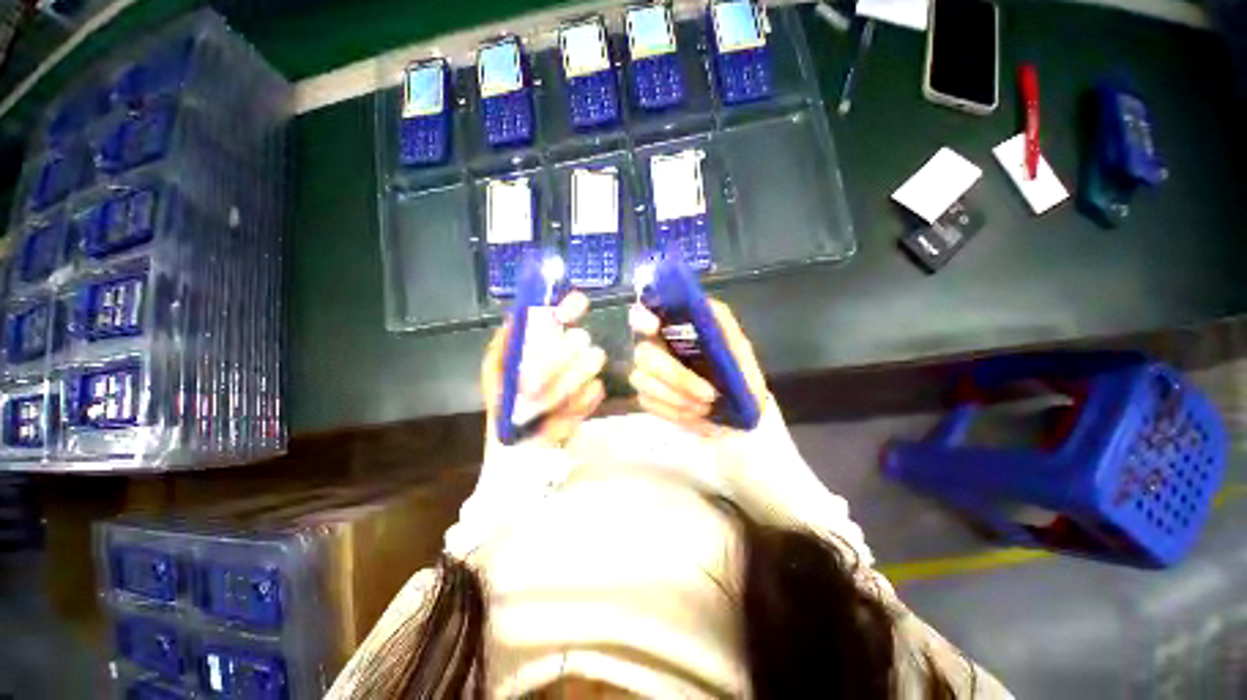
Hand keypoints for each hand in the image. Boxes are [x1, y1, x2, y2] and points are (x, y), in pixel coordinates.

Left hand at [482, 292, 606, 445]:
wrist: (519, 444)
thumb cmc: (504, 402)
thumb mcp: (495, 368)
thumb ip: (506, 342)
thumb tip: (518, 317)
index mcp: (548, 337)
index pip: (571, 308)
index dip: (573, 305)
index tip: (568, 313)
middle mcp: (570, 348)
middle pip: (580, 338)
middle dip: (553, 364)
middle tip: (530, 388)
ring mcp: (586, 370)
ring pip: (591, 362)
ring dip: (561, 388)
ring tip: (542, 406)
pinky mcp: (595, 393)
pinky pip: (594, 390)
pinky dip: (574, 405)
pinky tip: (558, 416)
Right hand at [628, 298, 767, 431]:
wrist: (737, 415)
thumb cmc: (737, 375)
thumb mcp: (739, 349)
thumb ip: (723, 328)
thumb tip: (706, 307)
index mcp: (673, 327)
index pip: (643, 313)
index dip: (641, 317)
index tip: (654, 326)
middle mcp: (654, 345)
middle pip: (644, 353)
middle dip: (677, 376)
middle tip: (708, 394)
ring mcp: (646, 372)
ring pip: (642, 380)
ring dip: (678, 397)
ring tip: (706, 406)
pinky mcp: (645, 396)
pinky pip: (648, 402)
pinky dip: (675, 411)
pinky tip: (696, 413)